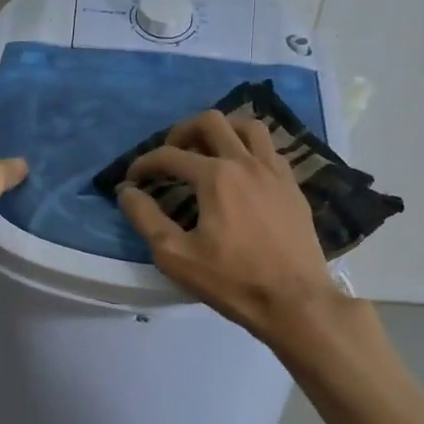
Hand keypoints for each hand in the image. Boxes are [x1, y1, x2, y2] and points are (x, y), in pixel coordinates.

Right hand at [116, 109, 342, 339]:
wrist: (296, 302)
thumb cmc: (232, 281)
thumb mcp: (176, 256)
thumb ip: (146, 219)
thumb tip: (127, 192)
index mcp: (216, 176)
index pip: (170, 155)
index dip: (144, 163)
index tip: (132, 179)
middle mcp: (246, 162)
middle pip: (211, 122)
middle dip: (182, 131)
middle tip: (171, 154)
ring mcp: (275, 171)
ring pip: (248, 126)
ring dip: (223, 129)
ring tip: (209, 149)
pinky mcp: (293, 186)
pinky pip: (270, 149)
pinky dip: (250, 148)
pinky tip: (242, 171)